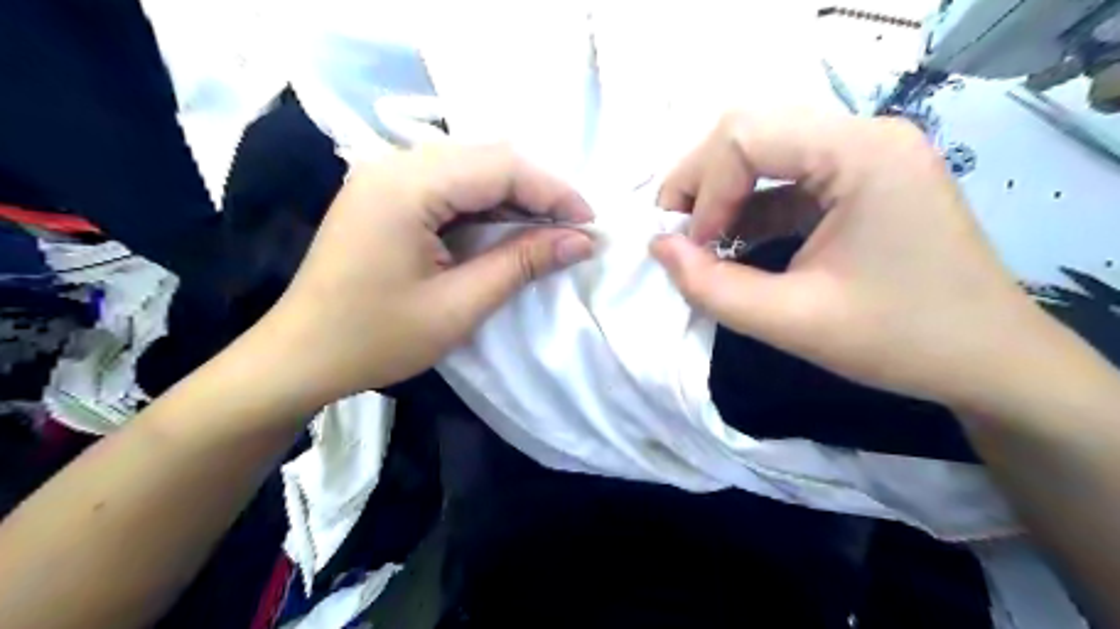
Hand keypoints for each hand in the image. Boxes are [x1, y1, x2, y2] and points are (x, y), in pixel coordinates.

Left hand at [254, 145, 594, 405]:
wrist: (300, 356)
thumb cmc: (376, 338)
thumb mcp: (458, 306)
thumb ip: (521, 263)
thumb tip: (581, 241)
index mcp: (407, 185)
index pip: (501, 166)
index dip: (554, 191)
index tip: (591, 223)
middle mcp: (395, 164)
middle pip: (487, 158)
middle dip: (539, 191)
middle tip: (574, 228)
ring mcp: (386, 176)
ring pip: (471, 169)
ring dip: (515, 197)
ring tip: (550, 231)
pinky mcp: (386, 195)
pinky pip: (450, 186)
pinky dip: (487, 205)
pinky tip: (507, 229)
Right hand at [659, 110, 1066, 410]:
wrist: (991, 362)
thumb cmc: (902, 342)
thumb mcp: (793, 321)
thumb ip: (711, 286)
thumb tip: (657, 247)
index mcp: (861, 153)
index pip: (746, 136)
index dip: (704, 191)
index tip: (693, 249)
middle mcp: (865, 135)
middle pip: (750, 131)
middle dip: (702, 182)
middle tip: (678, 234)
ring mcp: (865, 155)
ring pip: (763, 150)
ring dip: (721, 194)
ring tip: (699, 241)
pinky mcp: (860, 180)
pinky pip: (786, 178)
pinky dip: (749, 208)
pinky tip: (733, 243)